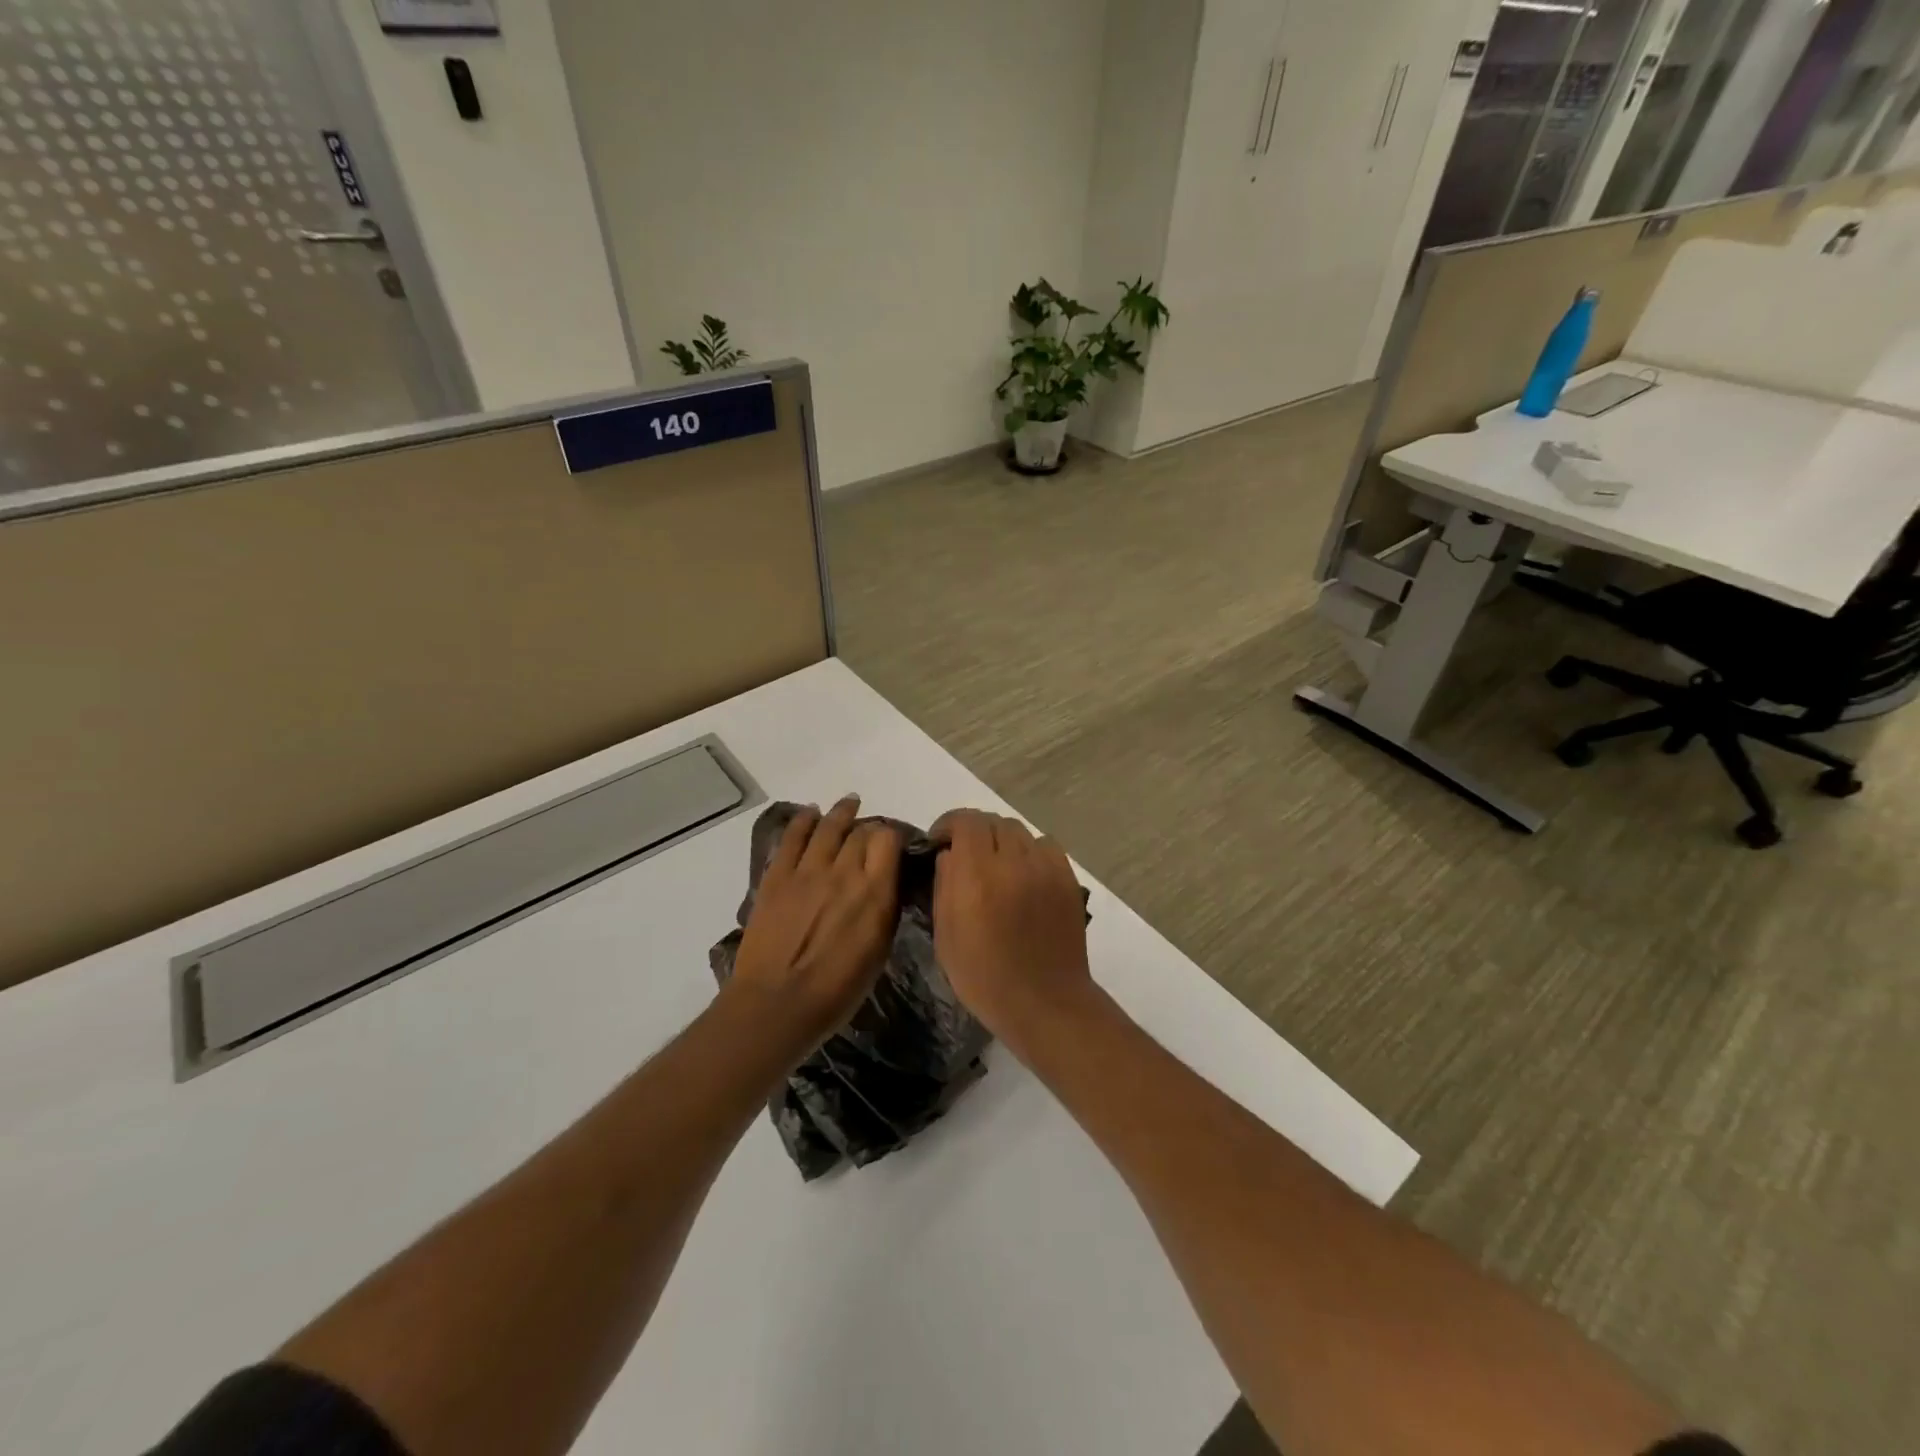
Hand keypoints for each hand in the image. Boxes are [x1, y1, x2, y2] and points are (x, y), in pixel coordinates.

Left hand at [730, 796, 901, 1052]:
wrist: (777, 1004)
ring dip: (841, 812)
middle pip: (860, 832)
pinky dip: (803, 820)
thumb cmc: (836, 991)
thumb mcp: (878, 951)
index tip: (892, 845)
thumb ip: (884, 909)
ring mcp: (808, 871)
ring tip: (849, 803)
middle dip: (868, 828)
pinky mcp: (777, 876)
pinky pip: (793, 838)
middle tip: (870, 833)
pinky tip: (810, 812)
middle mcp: (844, 872)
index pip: (888, 841)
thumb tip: (885, 884)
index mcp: (875, 892)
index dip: (891, 837)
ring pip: (828, 827)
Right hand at [930, 810, 1095, 1053]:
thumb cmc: (984, 977)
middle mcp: (1013, 862)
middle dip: (975, 832)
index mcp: (977, 875)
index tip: (940, 840)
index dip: (949, 823)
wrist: (1044, 1001)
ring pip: (1020, 831)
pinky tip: (1025, 874)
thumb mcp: (945, 936)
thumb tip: (949, 854)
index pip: (966, 822)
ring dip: (1003, 840)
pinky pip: (1046, 846)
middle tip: (967, 854)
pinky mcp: (1068, 878)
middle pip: (993, 822)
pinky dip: (1030, 851)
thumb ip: (944, 885)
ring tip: (997, 865)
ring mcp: (1045, 868)